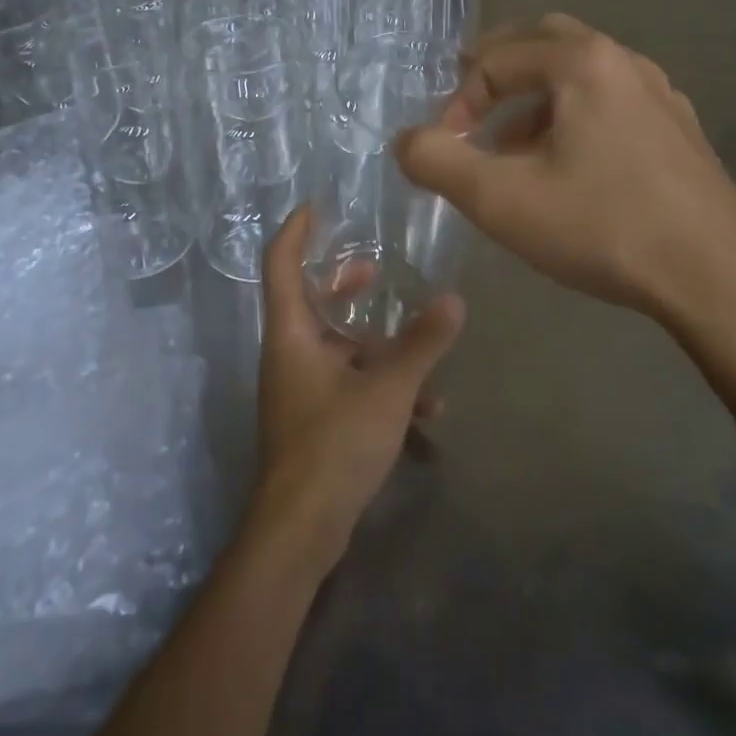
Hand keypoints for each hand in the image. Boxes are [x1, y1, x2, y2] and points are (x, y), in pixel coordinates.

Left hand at [247, 208, 463, 576]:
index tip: (317, 205)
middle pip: (310, 302)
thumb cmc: (334, 444)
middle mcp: (288, 354)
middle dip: (343, 285)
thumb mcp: (388, 389)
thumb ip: (422, 344)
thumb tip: (454, 299)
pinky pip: (347, 385)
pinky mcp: (312, 419)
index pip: (281, 263)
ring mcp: (298, 389)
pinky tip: (425, 413)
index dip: (296, 230)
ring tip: (422, 352)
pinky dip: (379, 386)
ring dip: (377, 346)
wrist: (300, 530)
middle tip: (374, 270)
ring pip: (337, 349)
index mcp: (291, 334)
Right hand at [395, 15, 735, 355]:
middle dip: (497, 73)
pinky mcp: (680, 130)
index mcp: (582, 62)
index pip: (495, 61)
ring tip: (511, 146)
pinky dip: (574, 116)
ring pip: (580, 74)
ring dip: (535, 98)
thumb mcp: (500, 199)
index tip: (447, 149)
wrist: (716, 279)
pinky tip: (568, 167)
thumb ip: (437, 161)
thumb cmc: (602, 228)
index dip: (458, 102)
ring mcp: (660, 94)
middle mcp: (624, 62)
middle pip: (543, 43)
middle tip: (470, 108)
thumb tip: (405, 140)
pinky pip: (612, 102)